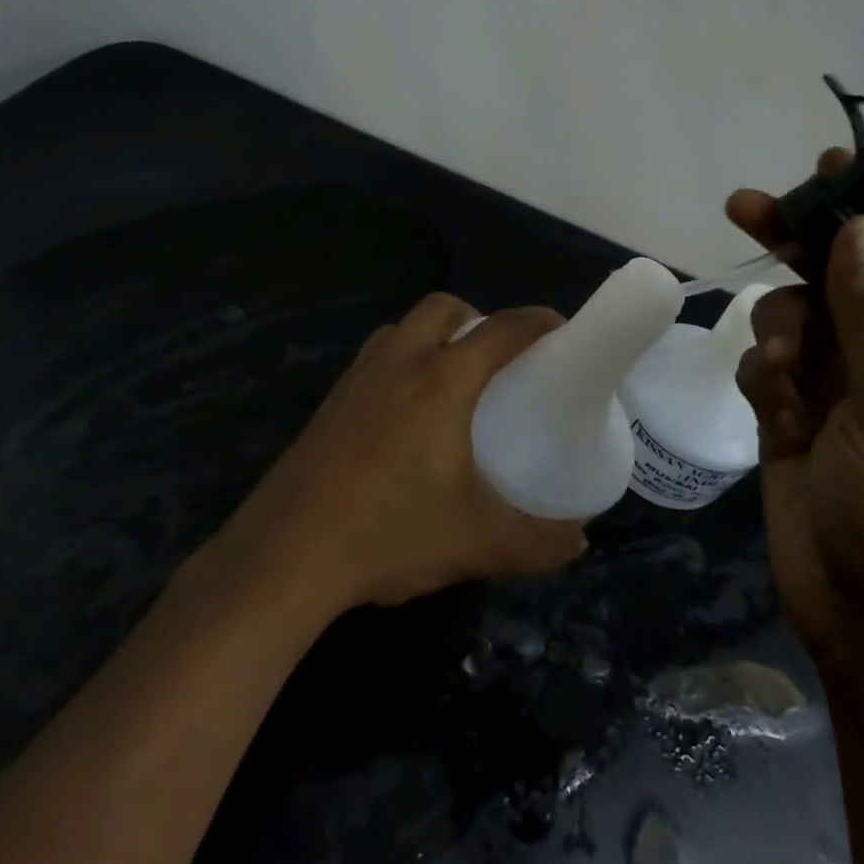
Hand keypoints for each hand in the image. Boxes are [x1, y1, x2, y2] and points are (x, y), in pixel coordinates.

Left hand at [220, 293, 588, 612]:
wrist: (285, 556)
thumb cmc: (389, 532)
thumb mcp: (478, 543)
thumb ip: (538, 543)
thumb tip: (579, 542)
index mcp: (442, 378)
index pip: (502, 328)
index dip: (538, 320)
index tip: (561, 330)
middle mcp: (400, 360)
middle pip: (445, 308)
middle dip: (479, 318)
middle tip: (500, 361)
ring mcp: (358, 376)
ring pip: (404, 328)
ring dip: (435, 336)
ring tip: (453, 382)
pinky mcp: (330, 400)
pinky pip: (377, 357)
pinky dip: (402, 361)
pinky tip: (405, 416)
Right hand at [726, 152, 863, 684]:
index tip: (832, 168)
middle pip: (836, 282)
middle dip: (795, 246)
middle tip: (744, 206)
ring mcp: (836, 392)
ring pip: (792, 322)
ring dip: (779, 335)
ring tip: (783, 374)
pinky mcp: (790, 418)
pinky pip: (765, 369)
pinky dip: (763, 379)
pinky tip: (774, 411)